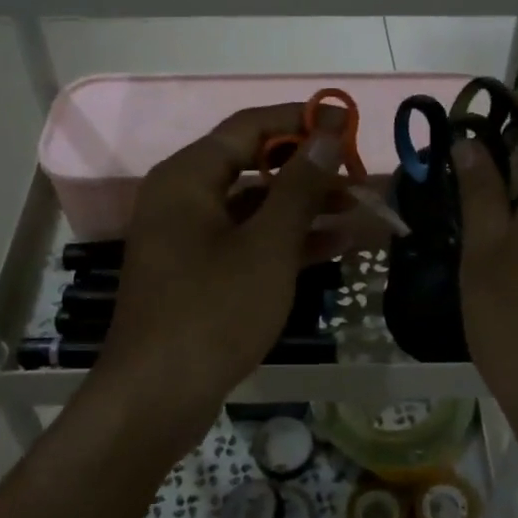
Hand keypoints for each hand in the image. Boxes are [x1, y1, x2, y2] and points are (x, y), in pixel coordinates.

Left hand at [92, 103, 346, 451]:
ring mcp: (190, 236)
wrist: (156, 398)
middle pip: (254, 164)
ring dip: (306, 207)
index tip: (348, 124)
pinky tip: (336, 244)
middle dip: (310, 170)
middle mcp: (184, 196)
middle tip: (360, 176)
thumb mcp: (268, 245)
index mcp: (188, 176)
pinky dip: (287, 239)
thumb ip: (300, 186)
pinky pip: (248, 239)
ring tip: (362, 210)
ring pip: (256, 206)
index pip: (250, 125)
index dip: (301, 120)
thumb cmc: (213, 311)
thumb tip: (328, 132)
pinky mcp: (200, 270)